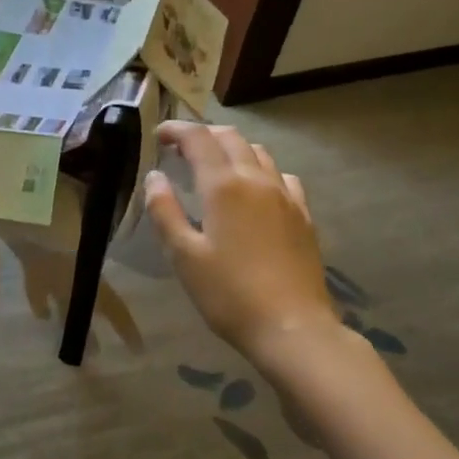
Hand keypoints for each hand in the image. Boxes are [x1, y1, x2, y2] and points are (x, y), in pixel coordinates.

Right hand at [145, 122, 343, 369]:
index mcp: (224, 186)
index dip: (176, 130)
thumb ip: (165, 211)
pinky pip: (281, 177)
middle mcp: (257, 180)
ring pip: (259, 153)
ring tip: (214, 164)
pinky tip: (255, 190)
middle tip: (180, 148)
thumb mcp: (183, 255)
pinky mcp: (303, 215)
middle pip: (231, 138)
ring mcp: (286, 196)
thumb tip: (154, 177)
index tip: (159, 135)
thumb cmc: (228, 294)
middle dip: (203, 135)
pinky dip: (261, 170)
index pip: (199, 139)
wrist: (292, 327)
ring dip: (232, 148)